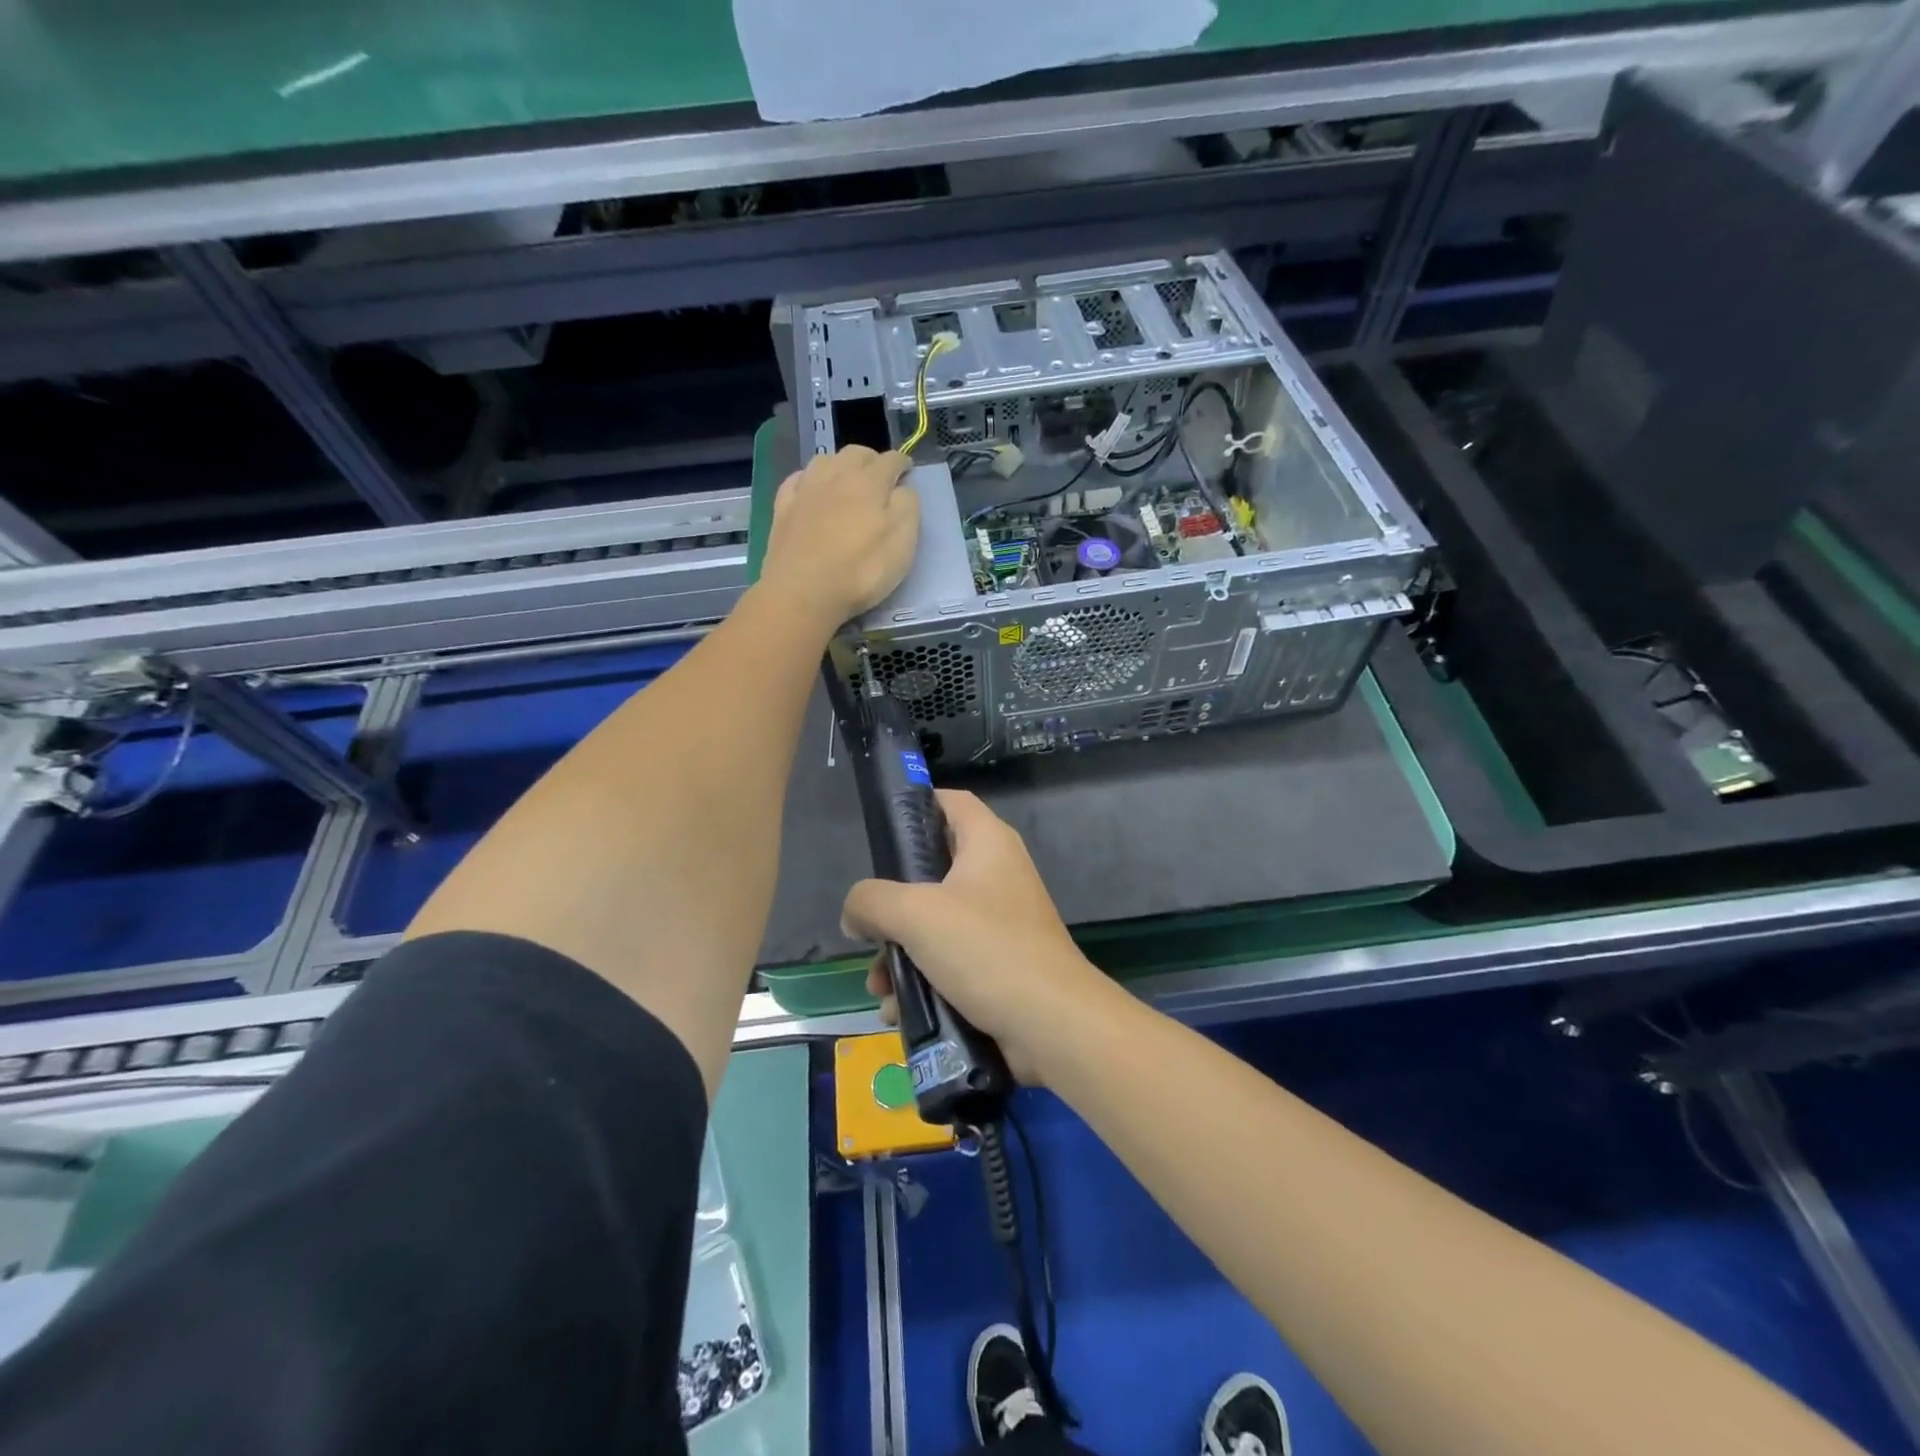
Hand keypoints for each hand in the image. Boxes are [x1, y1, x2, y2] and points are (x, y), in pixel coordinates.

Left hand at [759, 446, 916, 626]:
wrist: (802, 593)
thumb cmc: (861, 571)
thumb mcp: (902, 543)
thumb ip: (907, 507)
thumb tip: (902, 489)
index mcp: (870, 482)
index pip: (891, 460)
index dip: (903, 463)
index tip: (908, 471)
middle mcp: (836, 475)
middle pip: (856, 453)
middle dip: (872, 460)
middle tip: (880, 477)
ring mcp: (805, 489)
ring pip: (825, 460)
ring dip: (840, 465)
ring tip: (846, 481)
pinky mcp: (782, 507)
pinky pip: (798, 480)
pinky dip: (810, 479)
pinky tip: (812, 490)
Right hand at [841, 790, 1109, 1082]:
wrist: (1052, 1024)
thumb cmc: (986, 950)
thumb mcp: (916, 915)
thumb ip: (872, 902)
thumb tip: (855, 914)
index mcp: (988, 843)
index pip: (950, 802)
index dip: (914, 807)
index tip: (879, 836)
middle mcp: (997, 873)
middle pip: (932, 871)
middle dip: (893, 909)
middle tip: (869, 934)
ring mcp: (1001, 920)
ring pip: (935, 924)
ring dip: (900, 954)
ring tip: (880, 989)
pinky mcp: (1001, 963)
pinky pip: (951, 960)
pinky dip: (924, 981)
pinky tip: (901, 1011)